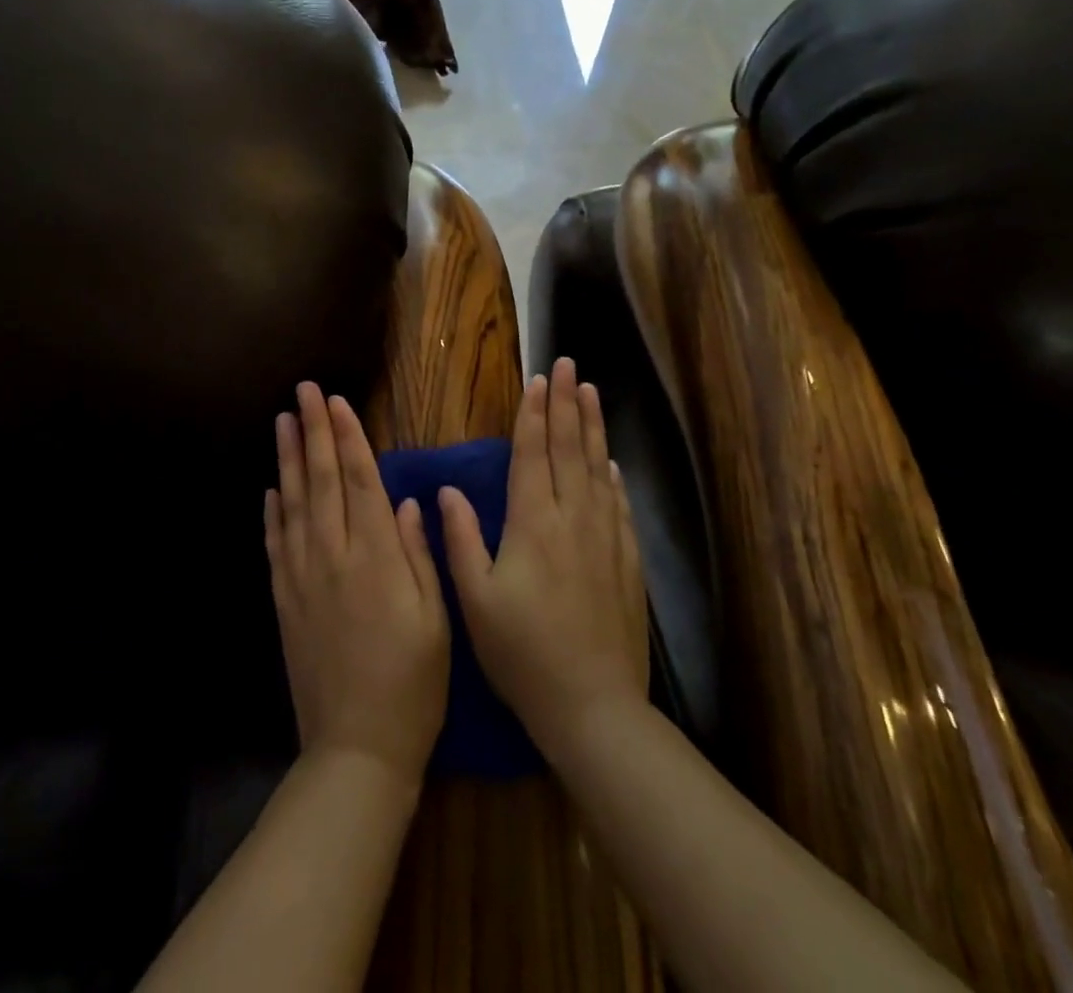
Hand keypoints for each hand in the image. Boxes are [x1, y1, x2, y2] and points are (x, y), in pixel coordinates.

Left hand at [268, 383, 449, 784]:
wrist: (357, 747)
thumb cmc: (413, 682)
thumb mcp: (435, 617)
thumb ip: (417, 554)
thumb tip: (403, 501)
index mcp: (376, 556)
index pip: (360, 480)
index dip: (349, 436)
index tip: (337, 401)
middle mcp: (334, 555)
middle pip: (323, 480)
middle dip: (314, 430)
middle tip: (304, 391)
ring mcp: (303, 577)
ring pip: (294, 503)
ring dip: (289, 459)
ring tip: (283, 422)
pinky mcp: (285, 600)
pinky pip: (275, 545)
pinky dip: (272, 512)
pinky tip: (271, 489)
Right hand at [438, 357, 648, 758]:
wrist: (592, 705)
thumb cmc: (522, 653)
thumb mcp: (475, 600)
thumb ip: (459, 539)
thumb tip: (447, 490)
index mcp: (532, 523)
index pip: (532, 454)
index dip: (534, 414)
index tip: (539, 380)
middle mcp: (571, 518)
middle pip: (568, 448)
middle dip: (566, 404)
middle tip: (569, 366)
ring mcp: (604, 538)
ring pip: (596, 468)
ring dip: (592, 427)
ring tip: (592, 393)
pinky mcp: (626, 561)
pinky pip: (618, 505)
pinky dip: (612, 477)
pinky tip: (610, 463)